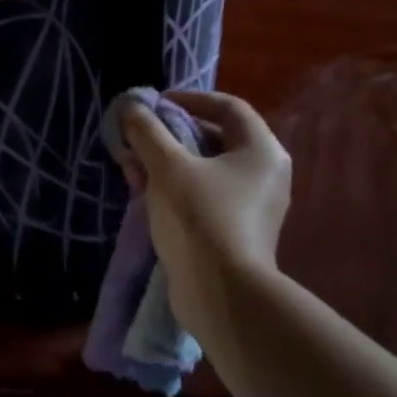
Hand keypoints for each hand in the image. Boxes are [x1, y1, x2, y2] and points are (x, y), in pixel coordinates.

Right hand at [118, 90, 291, 341]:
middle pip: (215, 137)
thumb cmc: (201, 219)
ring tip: (132, 167)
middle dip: (170, 134)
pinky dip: (176, 188)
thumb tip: (131, 107)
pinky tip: (144, 193)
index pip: (227, 106)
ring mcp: (253, 206)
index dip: (189, 98)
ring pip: (205, 169)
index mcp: (261, 150)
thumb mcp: (168, 167)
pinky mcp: (237, 232)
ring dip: (167, 162)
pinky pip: (205, 195)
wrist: (223, 297)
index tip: (155, 104)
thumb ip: (148, 132)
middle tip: (138, 137)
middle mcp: (265, 174)